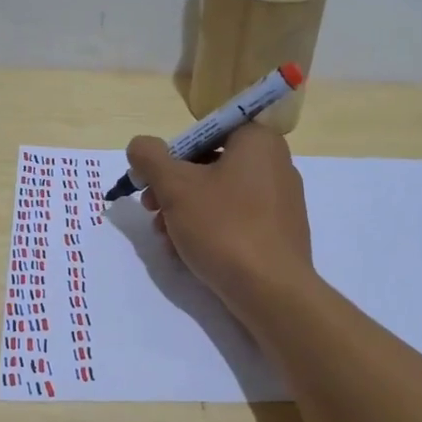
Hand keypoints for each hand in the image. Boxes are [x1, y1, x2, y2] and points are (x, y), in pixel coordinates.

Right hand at [126, 123, 314, 317]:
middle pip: (210, 164)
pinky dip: (208, 230)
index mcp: (258, 141)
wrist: (271, 291)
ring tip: (165, 238)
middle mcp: (276, 163)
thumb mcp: (175, 187)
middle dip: (173, 188)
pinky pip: (236, 220)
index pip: (206, 131)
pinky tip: (185, 253)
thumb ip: (150, 158)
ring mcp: (281, 201)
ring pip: (219, 196)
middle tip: (150, 209)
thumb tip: (140, 146)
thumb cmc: (224, 227)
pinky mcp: (279, 233)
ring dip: (184, 212)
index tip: (151, 178)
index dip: (172, 153)